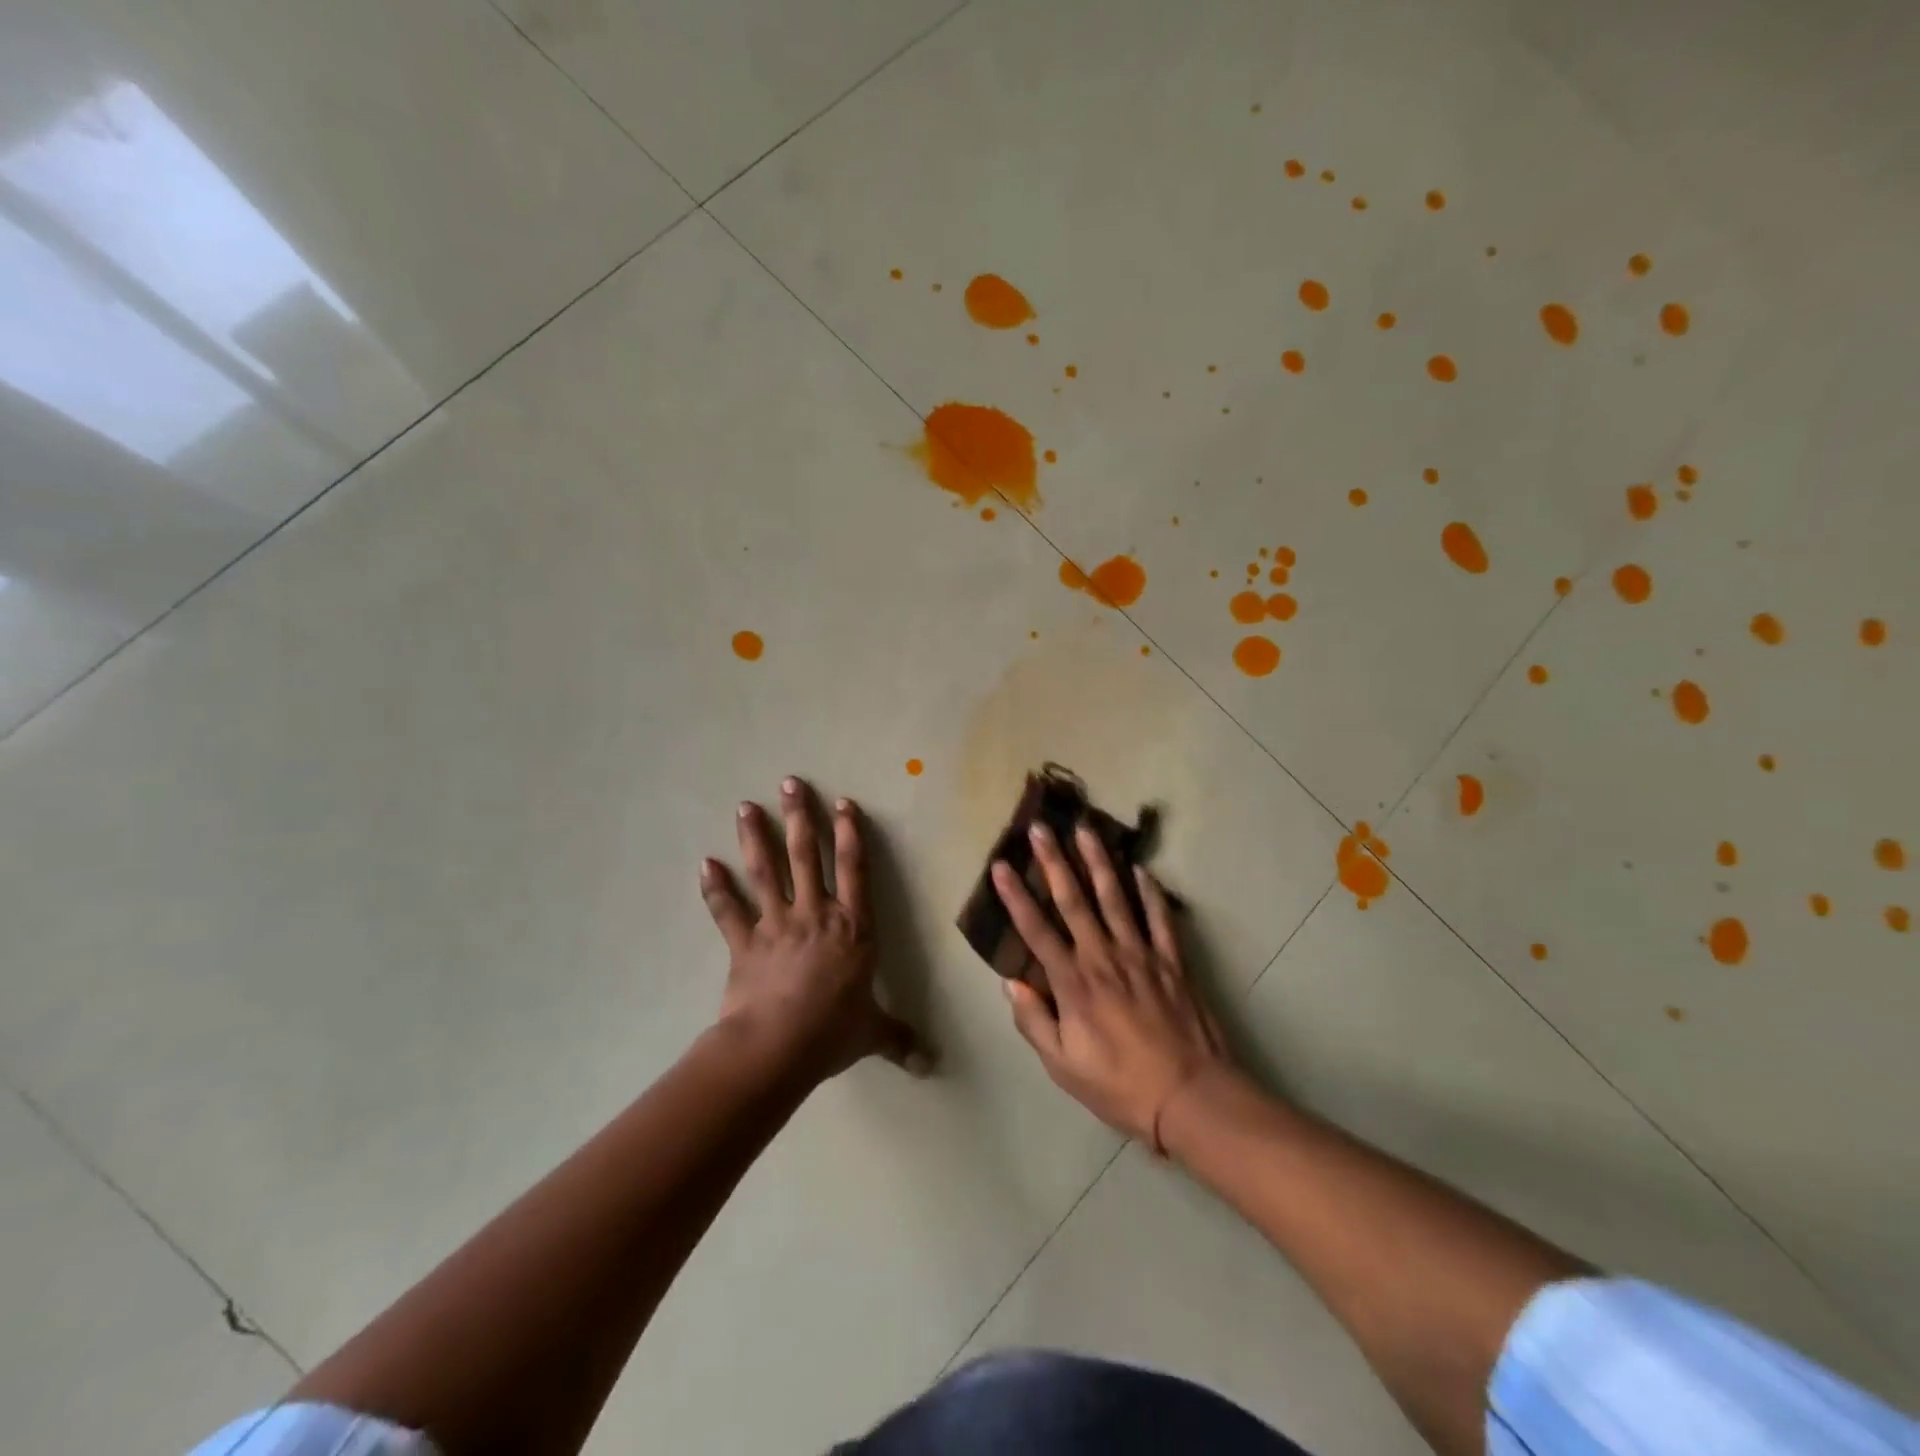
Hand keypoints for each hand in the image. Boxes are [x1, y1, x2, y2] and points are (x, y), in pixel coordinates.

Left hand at [702, 777, 927, 1082]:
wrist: (777, 1047)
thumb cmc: (832, 1032)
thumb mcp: (872, 1033)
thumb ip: (899, 1040)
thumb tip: (930, 1065)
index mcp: (853, 928)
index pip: (855, 869)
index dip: (850, 834)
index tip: (843, 802)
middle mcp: (815, 915)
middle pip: (807, 856)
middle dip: (800, 817)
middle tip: (790, 783)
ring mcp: (776, 925)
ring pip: (765, 872)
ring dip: (755, 837)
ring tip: (746, 806)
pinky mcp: (744, 943)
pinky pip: (728, 912)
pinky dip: (715, 889)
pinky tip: (704, 865)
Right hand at [991, 822, 1234, 1149]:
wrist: (1189, 1096)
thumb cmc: (1119, 1085)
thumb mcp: (1063, 1066)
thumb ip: (1034, 1021)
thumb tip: (1012, 983)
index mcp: (1073, 983)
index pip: (1036, 930)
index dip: (1015, 897)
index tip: (1000, 866)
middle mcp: (1103, 957)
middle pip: (1074, 901)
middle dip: (1054, 862)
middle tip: (1041, 829)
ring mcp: (1140, 954)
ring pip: (1115, 898)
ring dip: (1098, 862)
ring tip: (1086, 830)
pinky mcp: (1171, 961)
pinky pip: (1158, 918)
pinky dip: (1149, 892)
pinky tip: (1141, 869)